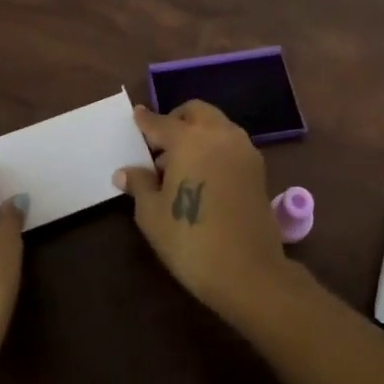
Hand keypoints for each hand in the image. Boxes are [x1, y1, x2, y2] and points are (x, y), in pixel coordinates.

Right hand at [114, 101, 296, 323]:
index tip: (136, 115)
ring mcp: (243, 149)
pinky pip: (231, 144)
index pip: (161, 122)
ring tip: (180, 164)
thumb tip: (125, 172)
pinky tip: (203, 174)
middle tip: (160, 144)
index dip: (146, 121)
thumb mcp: (152, 214)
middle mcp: (219, 134)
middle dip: (176, 120)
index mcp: (189, 139)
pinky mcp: (258, 168)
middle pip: (196, 112)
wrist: (248, 271)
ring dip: (198, 133)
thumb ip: (140, 184)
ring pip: (217, 126)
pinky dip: (215, 147)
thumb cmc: (190, 240)